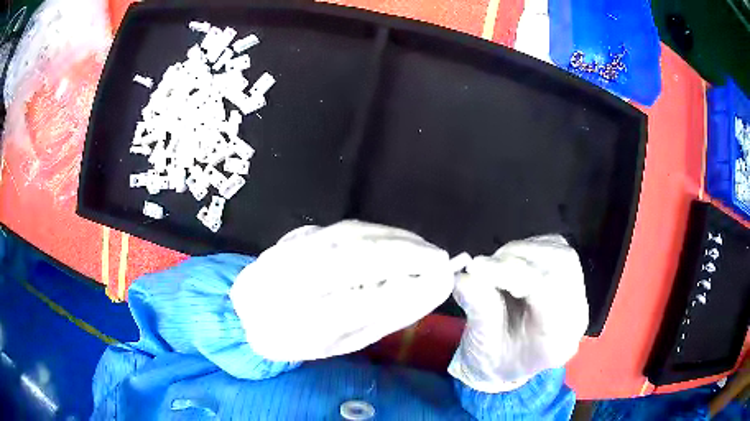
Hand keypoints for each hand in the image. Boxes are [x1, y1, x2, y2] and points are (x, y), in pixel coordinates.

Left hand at [230, 220, 455, 361]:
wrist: (250, 311)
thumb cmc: (297, 337)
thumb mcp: (340, 340)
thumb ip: (382, 317)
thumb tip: (427, 291)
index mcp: (293, 320)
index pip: (357, 302)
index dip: (405, 289)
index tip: (442, 280)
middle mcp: (287, 279)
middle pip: (353, 257)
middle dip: (406, 254)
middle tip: (441, 259)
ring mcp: (289, 250)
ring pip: (349, 235)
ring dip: (394, 238)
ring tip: (424, 249)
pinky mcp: (296, 234)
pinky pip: (342, 228)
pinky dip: (376, 232)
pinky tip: (397, 240)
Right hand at [448, 235, 588, 392]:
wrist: (508, 364)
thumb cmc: (493, 360)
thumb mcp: (480, 344)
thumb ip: (478, 308)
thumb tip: (465, 275)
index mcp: (557, 340)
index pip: (547, 292)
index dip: (511, 273)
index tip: (475, 267)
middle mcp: (576, 314)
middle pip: (561, 265)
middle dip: (518, 258)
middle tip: (483, 266)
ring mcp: (578, 294)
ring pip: (560, 252)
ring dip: (523, 252)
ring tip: (495, 267)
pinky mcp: (571, 277)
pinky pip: (556, 248)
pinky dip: (530, 248)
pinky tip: (512, 265)